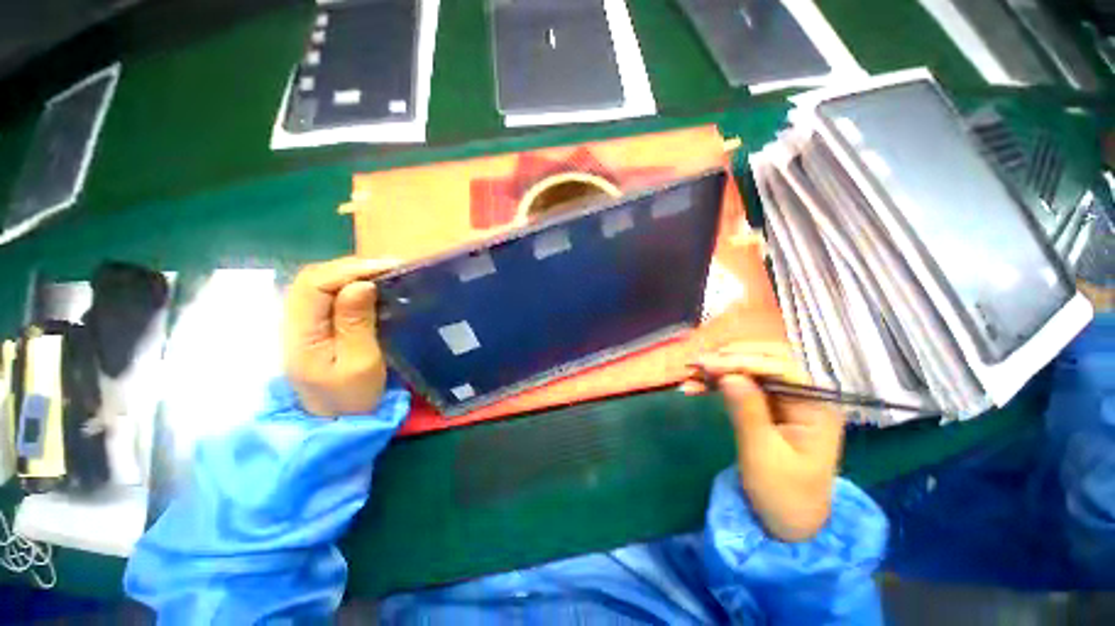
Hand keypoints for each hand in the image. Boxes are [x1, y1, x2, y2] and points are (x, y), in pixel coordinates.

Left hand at [284, 257, 397, 417]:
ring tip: (385, 273)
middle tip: (391, 267)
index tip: (388, 268)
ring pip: (319, 283)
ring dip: (352, 273)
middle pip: (313, 278)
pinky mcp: (316, 326)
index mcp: (300, 333)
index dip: (350, 270)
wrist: (337, 422)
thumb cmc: (353, 398)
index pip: (314, 285)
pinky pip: (328, 295)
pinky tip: (373, 287)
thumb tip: (361, 284)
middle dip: (353, 267)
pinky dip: (352, 285)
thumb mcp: (361, 363)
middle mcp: (294, 322)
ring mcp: (303, 323)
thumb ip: (357, 323)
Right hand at [682, 344, 842, 541]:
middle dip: (729, 359)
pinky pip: (741, 383)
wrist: (787, 520)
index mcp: (817, 406)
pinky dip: (717, 382)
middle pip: (767, 361)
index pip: (782, 368)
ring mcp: (785, 398)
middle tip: (696, 364)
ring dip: (718, 368)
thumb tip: (728, 375)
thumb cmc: (782, 493)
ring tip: (689, 374)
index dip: (743, 361)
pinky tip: (695, 386)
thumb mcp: (762, 455)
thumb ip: (747, 412)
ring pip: (750, 369)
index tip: (707, 364)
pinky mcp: (767, 404)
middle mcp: (804, 394)